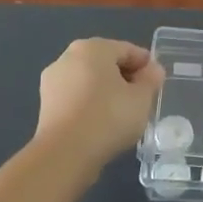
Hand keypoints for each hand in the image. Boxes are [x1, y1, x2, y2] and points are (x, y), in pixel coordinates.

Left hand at [33, 38, 164, 170]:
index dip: (146, 65)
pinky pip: (76, 98)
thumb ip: (151, 80)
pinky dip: (90, 105)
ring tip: (123, 114)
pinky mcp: (45, 105)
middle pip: (106, 63)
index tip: (157, 84)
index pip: (127, 50)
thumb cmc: (108, 117)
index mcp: (93, 47)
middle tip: (142, 99)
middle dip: (125, 77)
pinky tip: (102, 123)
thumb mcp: (142, 98)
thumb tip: (153, 69)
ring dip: (107, 92)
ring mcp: (53, 81)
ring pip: (89, 81)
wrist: (65, 154)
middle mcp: (68, 57)